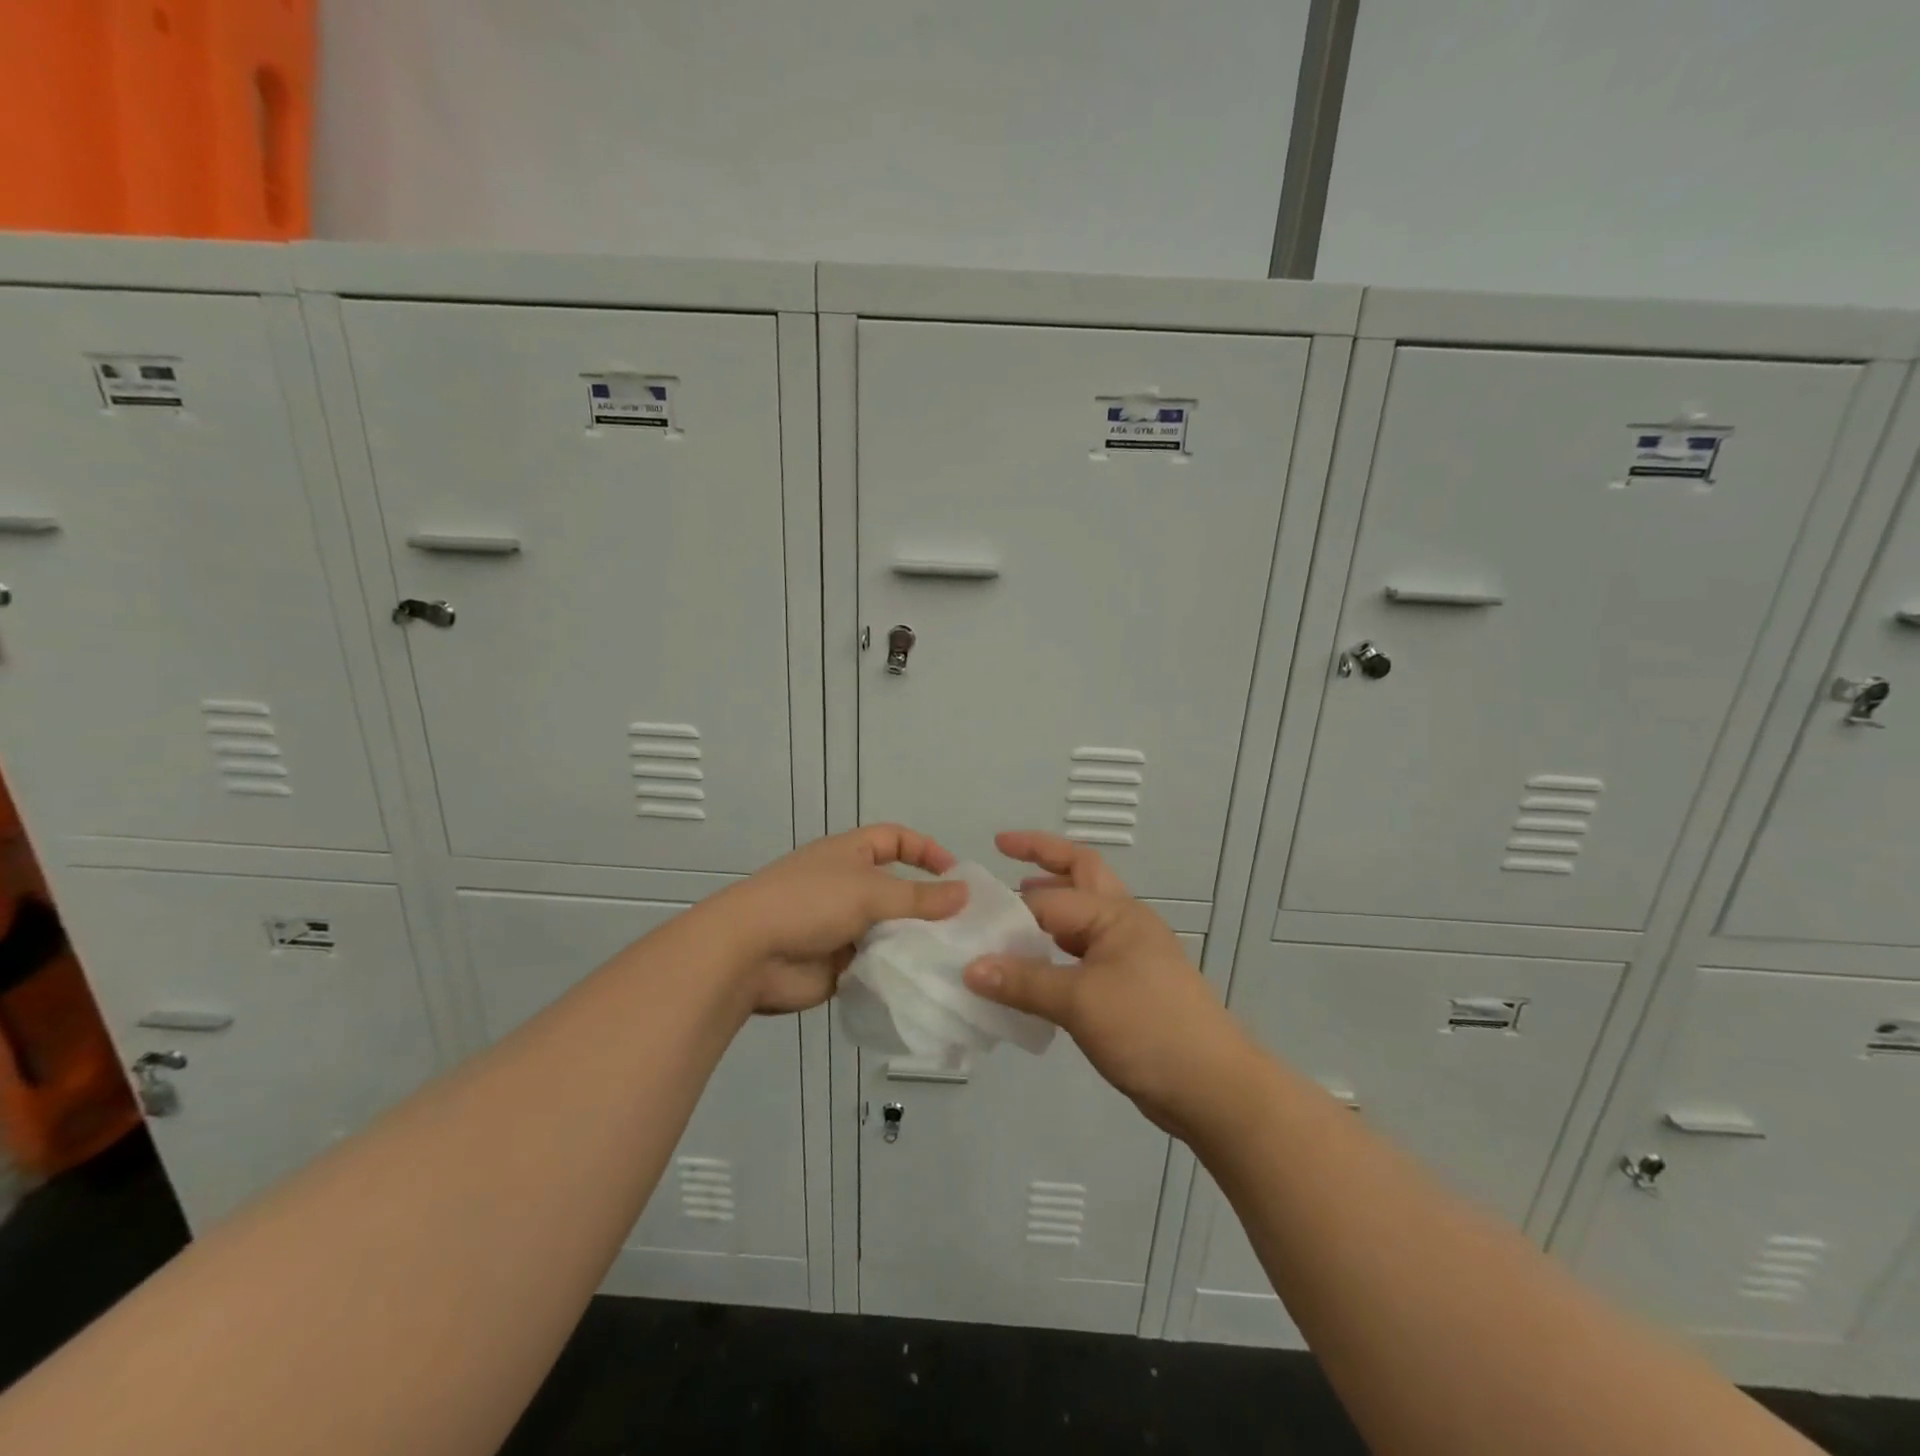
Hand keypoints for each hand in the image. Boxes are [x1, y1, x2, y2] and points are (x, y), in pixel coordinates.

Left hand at [704, 824, 966, 1014]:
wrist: (748, 954)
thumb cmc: (809, 904)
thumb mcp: (870, 892)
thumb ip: (920, 896)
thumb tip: (965, 892)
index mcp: (849, 854)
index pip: (895, 839)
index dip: (926, 850)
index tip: (957, 875)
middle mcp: (846, 886)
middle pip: (896, 888)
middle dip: (927, 904)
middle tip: (965, 926)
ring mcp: (840, 926)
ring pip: (888, 930)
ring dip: (913, 941)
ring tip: (952, 957)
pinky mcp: (837, 964)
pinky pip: (875, 963)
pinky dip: (895, 969)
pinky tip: (923, 980)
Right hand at [963, 831, 1254, 1137]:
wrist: (1212, 1088)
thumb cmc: (1148, 1029)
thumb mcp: (1080, 1002)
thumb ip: (1023, 982)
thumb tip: (970, 968)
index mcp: (1116, 914)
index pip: (1050, 899)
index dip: (1008, 907)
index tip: (967, 915)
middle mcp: (1124, 922)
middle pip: (1080, 873)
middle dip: (1043, 856)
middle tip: (1003, 847)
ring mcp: (1130, 954)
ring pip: (1082, 914)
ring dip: (1050, 903)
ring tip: (1011, 908)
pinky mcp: (1129, 986)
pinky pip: (1084, 952)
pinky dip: (1056, 948)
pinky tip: (1034, 967)